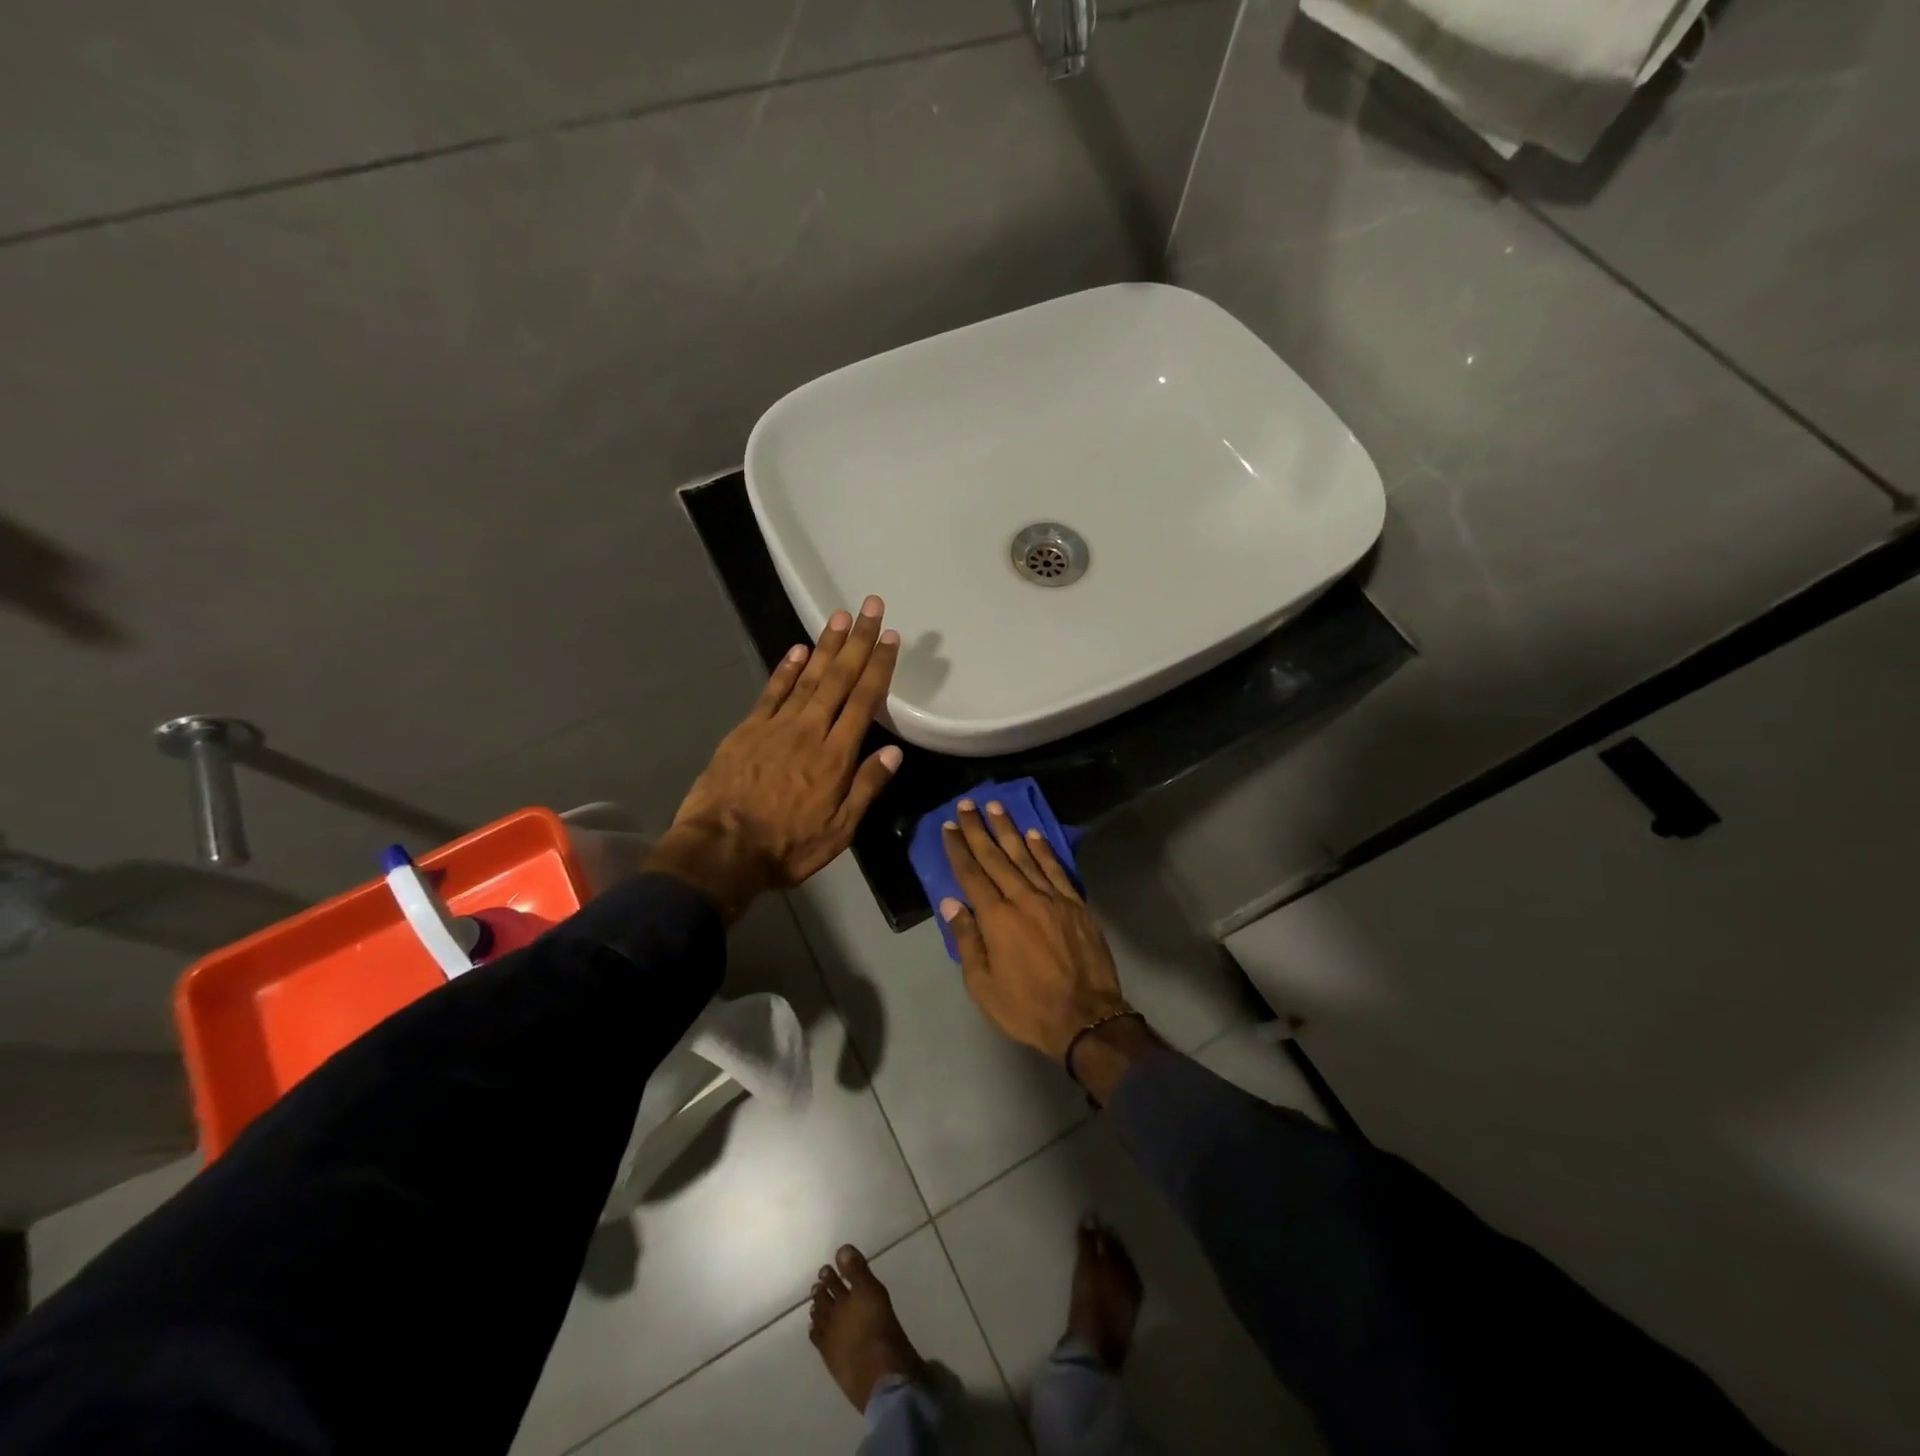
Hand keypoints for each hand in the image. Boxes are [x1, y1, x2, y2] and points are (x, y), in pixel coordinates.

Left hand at [647, 596, 901, 918]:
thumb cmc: (787, 846)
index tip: (890, 638)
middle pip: (839, 678)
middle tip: (870, 606)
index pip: (864, 701)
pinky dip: (787, 669)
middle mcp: (810, 731)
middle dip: (857, 641)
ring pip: (808, 677)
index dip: (879, 667)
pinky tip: (799, 649)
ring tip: (840, 616)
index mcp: (836, 756)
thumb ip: (866, 787)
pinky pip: (772, 692)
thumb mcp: (839, 830)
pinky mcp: (748, 730)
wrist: (721, 850)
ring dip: (826, 645)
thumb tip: (894, 752)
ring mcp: (776, 726)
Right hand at [939, 799, 1133, 1063]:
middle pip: (996, 857)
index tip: (949, 826)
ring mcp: (1053, 898)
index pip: (972, 874)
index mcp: (997, 918)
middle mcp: (1023, 899)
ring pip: (1026, 855)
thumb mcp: (983, 985)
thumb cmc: (1027, 1007)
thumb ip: (968, 940)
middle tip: (968, 803)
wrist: (1086, 1019)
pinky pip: (1056, 869)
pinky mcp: (1076, 904)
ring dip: (1009, 829)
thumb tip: (951, 903)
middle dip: (979, 829)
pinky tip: (1034, 834)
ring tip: (996, 807)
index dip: (958, 849)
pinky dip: (1044, 849)